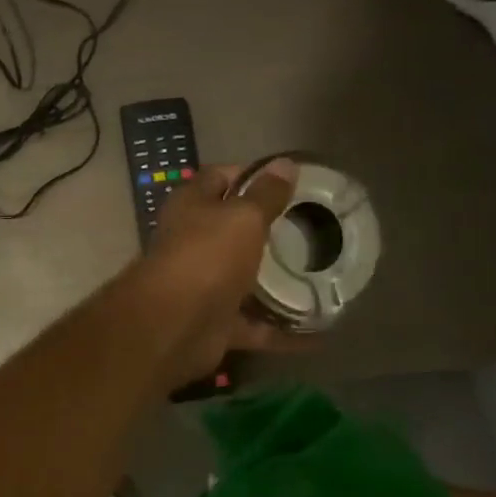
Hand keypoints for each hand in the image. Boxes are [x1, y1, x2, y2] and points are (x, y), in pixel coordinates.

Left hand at [130, 159, 304, 389]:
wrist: (176, 325)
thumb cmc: (207, 256)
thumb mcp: (243, 217)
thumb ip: (267, 194)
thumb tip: (286, 163)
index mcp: (192, 207)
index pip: (219, 178)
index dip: (250, 175)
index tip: (289, 181)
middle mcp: (192, 244)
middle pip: (231, 232)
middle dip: (266, 231)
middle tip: (311, 229)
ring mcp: (203, 286)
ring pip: (242, 281)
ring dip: (274, 284)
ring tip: (319, 278)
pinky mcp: (215, 323)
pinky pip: (253, 326)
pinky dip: (280, 332)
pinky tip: (316, 333)